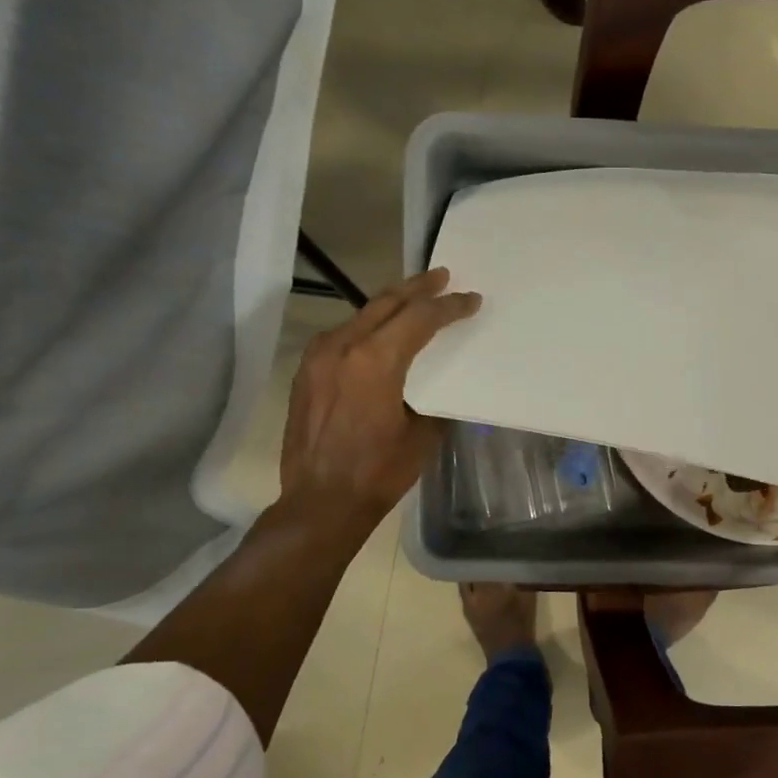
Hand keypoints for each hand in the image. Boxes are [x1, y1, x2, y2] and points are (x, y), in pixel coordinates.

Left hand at [277, 267, 479, 528]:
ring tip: (415, 297)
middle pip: (386, 304)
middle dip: (418, 288)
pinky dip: (369, 326)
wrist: (320, 502)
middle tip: (443, 276)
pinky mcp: (307, 372)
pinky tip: (381, 331)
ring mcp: (318, 357)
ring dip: (391, 304)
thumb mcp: (424, 435)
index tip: (471, 299)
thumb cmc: (379, 472)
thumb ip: (435, 400)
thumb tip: (443, 387)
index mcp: (376, 361)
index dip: (449, 307)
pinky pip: (343, 335)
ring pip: (361, 315)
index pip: (419, 318)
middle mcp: (343, 347)